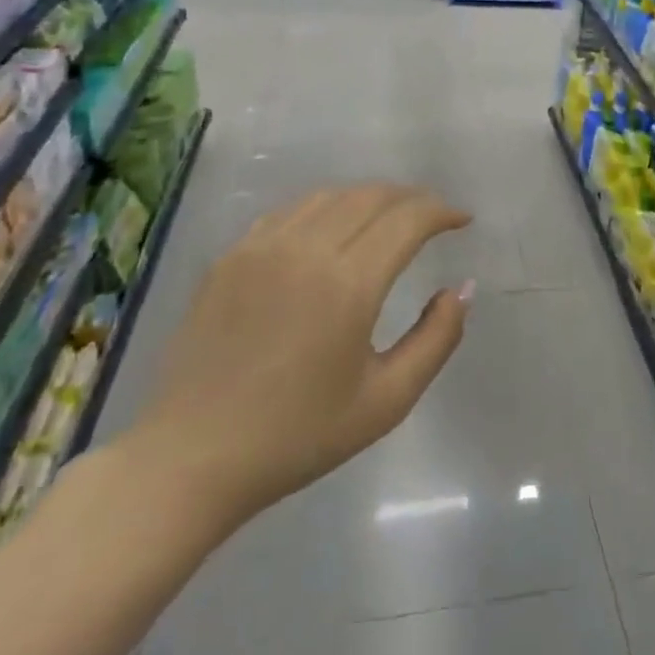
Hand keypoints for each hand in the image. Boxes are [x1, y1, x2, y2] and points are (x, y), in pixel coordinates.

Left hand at [117, 184, 472, 544]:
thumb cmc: (298, 436)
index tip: (462, 221)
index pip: (408, 219)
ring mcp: (261, 248)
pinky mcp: (230, 257)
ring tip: (389, 218)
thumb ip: (437, 338)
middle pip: (371, 197)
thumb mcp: (387, 400)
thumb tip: (462, 288)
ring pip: (330, 196)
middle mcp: (306, 250)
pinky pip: (289, 212)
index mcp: (349, 284)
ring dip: (369, 198)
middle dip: (412, 199)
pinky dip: (325, 209)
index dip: (442, 212)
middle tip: (433, 217)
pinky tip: (330, 230)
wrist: (192, 458)